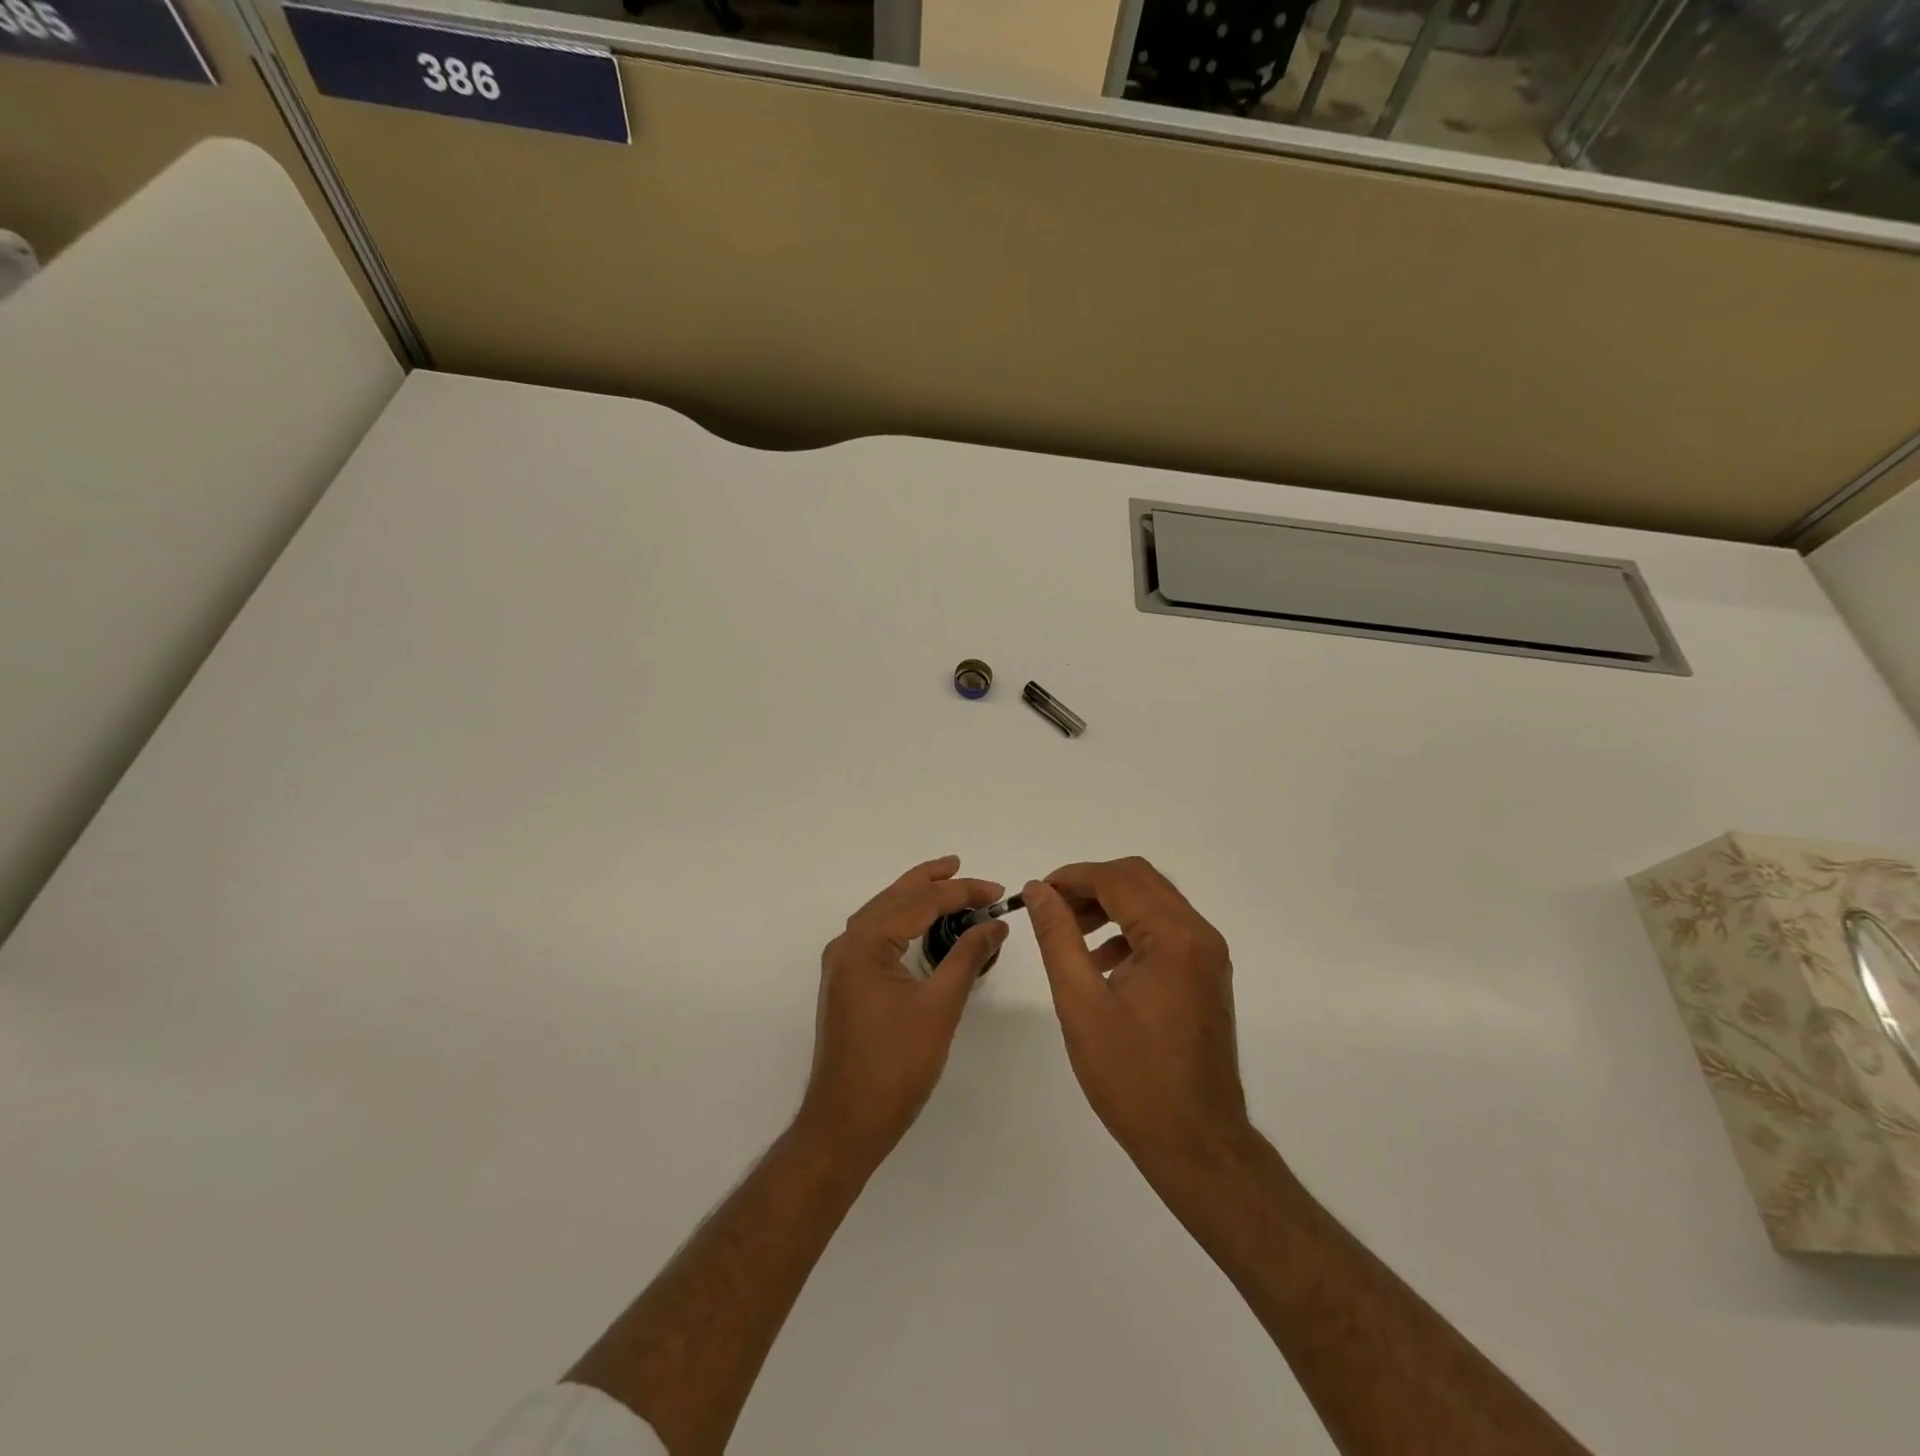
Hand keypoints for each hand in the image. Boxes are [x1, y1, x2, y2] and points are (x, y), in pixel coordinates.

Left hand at [800, 856, 1007, 1160]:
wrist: (846, 1123)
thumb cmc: (895, 1065)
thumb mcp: (940, 1006)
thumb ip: (967, 957)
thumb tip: (995, 923)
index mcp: (864, 944)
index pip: (918, 903)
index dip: (961, 892)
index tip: (997, 891)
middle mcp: (846, 945)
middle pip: (893, 898)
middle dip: (931, 882)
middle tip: (964, 867)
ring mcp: (842, 965)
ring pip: (882, 915)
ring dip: (914, 898)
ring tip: (947, 884)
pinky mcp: (847, 983)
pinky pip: (876, 936)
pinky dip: (902, 922)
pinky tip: (921, 925)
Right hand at [1025, 858, 1251, 1176]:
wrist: (1196, 1143)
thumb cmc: (1132, 1076)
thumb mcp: (1080, 1002)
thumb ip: (1057, 936)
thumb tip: (1039, 890)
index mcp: (1173, 936)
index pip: (1117, 879)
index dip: (1071, 877)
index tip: (1037, 893)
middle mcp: (1199, 934)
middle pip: (1140, 880)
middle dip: (1091, 885)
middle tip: (1052, 909)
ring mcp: (1208, 955)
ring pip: (1154, 902)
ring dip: (1111, 905)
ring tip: (1070, 933)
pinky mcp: (1207, 975)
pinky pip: (1166, 930)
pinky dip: (1131, 930)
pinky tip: (1102, 962)